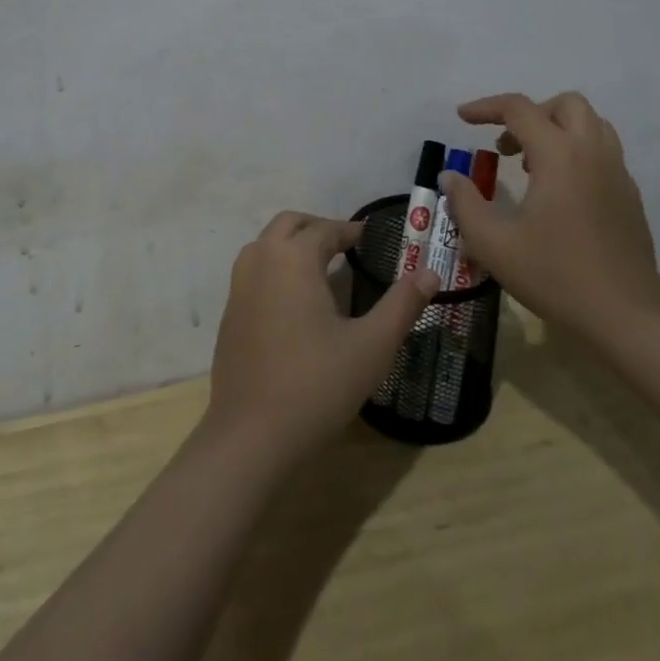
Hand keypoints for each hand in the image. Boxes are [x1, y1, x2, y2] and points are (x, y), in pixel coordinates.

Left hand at [205, 211, 438, 468]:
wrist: (251, 436)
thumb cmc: (317, 385)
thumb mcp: (372, 346)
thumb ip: (402, 305)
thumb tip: (430, 273)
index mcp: (293, 259)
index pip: (325, 229)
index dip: (350, 230)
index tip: (371, 238)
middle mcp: (260, 261)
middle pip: (288, 224)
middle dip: (318, 227)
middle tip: (346, 246)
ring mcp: (238, 287)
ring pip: (265, 245)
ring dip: (291, 244)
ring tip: (321, 267)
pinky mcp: (229, 314)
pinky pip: (253, 272)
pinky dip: (275, 268)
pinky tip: (294, 301)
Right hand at [440, 92, 659, 348]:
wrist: (626, 315)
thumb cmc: (555, 276)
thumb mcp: (494, 244)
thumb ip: (465, 204)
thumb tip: (450, 176)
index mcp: (559, 155)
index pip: (519, 108)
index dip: (486, 107)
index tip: (462, 118)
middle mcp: (592, 152)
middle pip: (565, 104)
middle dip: (530, 114)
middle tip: (506, 147)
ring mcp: (617, 172)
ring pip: (590, 123)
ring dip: (556, 129)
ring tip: (531, 165)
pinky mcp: (629, 194)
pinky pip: (602, 150)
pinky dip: (576, 151)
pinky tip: (558, 192)